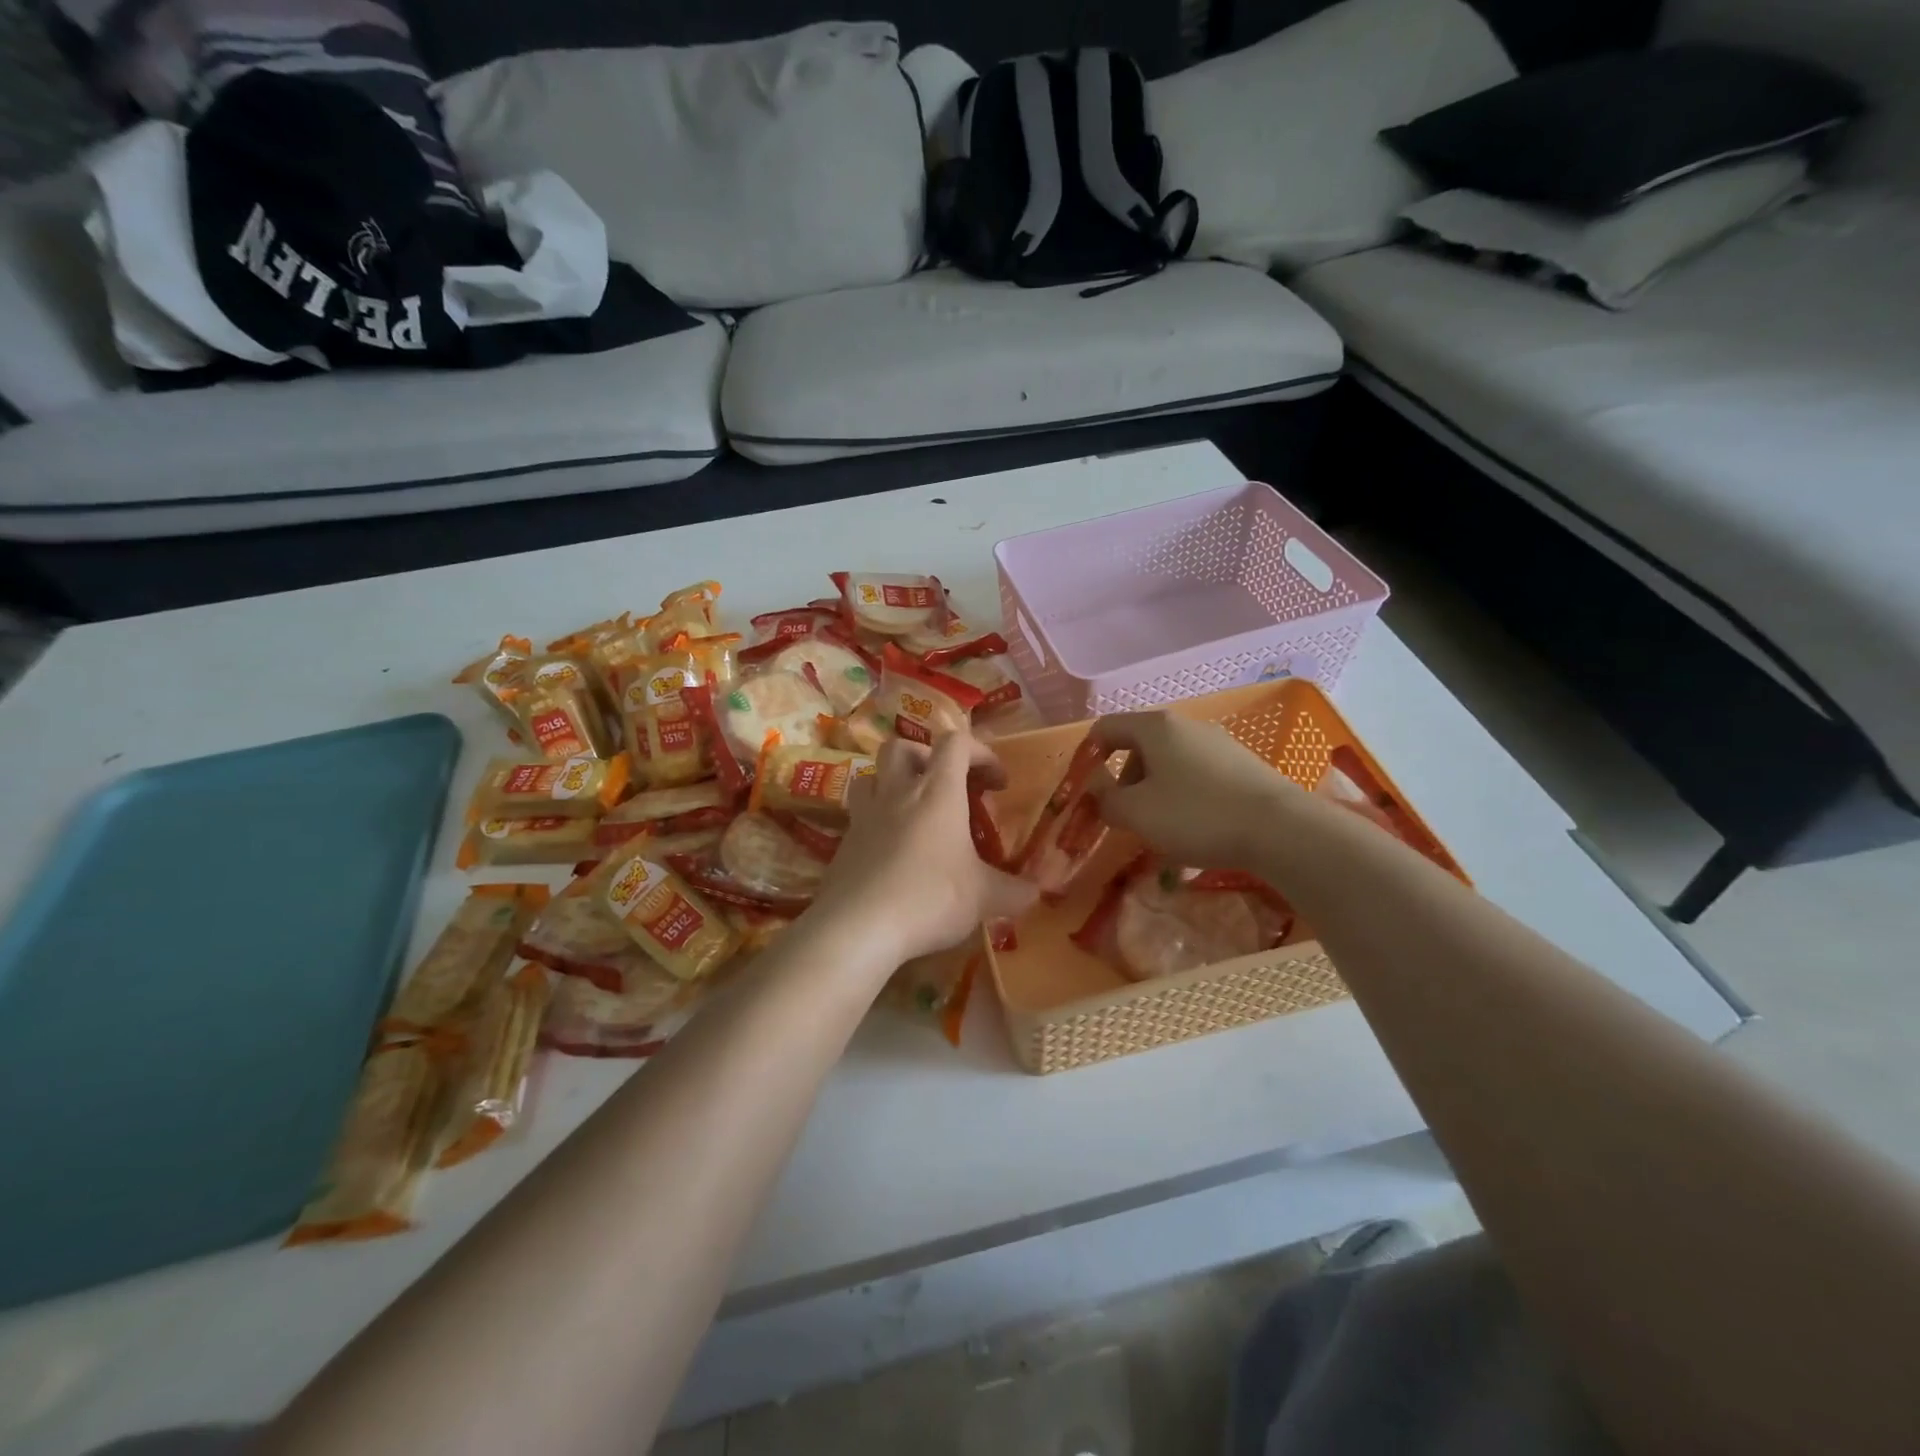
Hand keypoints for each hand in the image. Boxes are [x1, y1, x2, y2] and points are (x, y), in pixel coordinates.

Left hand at [810, 733, 1038, 966]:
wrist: (858, 927)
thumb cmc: (930, 898)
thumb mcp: (984, 898)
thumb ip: (1015, 891)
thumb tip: (1036, 892)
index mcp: (937, 793)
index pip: (956, 743)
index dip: (981, 753)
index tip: (997, 783)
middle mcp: (897, 794)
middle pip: (902, 746)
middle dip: (927, 756)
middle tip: (946, 786)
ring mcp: (864, 817)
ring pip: (871, 776)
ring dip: (893, 783)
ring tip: (912, 811)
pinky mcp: (843, 844)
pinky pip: (859, 817)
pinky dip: (877, 822)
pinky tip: (891, 853)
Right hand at [1088, 711, 1301, 870]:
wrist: (1281, 830)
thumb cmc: (1197, 814)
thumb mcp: (1137, 813)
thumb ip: (1106, 801)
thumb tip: (1101, 796)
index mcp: (1156, 727)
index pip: (1106, 728)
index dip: (1088, 757)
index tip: (1086, 791)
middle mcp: (1187, 726)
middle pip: (1139, 747)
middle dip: (1125, 782)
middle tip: (1126, 817)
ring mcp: (1218, 743)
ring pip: (1169, 764)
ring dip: (1154, 793)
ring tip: (1161, 830)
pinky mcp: (1242, 765)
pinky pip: (1197, 777)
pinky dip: (1184, 798)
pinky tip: (1195, 830)